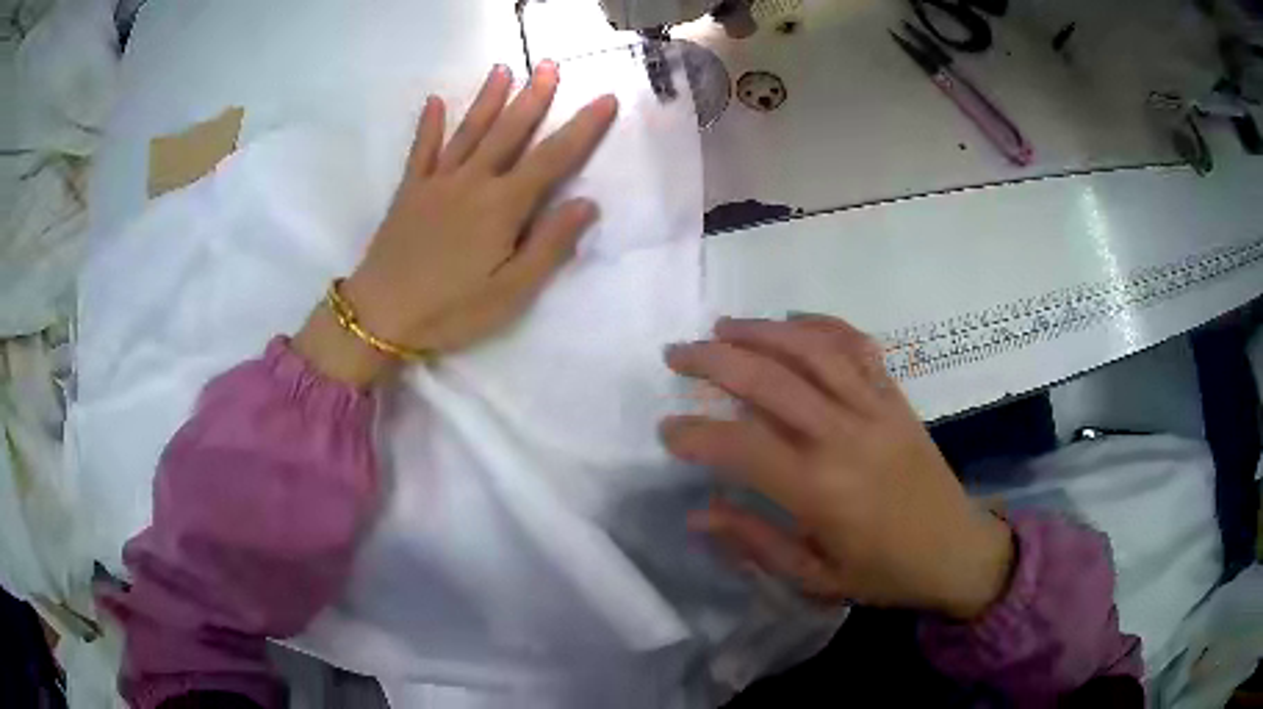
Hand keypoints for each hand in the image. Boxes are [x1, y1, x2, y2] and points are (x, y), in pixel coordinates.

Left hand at [295, 62, 618, 385]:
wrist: (380, 315)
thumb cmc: (451, 310)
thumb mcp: (512, 291)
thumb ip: (550, 245)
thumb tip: (587, 203)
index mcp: (503, 206)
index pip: (553, 158)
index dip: (583, 128)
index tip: (605, 98)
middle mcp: (473, 181)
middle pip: (510, 131)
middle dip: (534, 96)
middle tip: (551, 65)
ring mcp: (437, 182)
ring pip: (469, 131)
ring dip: (488, 98)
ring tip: (503, 69)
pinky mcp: (410, 191)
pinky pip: (421, 150)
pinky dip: (428, 125)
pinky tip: (433, 102)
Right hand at [661, 315, 1014, 620]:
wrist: (956, 551)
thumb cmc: (884, 573)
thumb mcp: (814, 578)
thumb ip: (755, 542)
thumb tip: (698, 514)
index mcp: (820, 490)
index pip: (741, 446)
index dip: (695, 434)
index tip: (667, 429)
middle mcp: (844, 437)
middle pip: (770, 380)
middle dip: (714, 360)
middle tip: (676, 354)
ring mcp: (875, 409)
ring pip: (812, 351)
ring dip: (761, 331)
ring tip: (722, 327)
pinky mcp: (896, 398)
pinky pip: (858, 347)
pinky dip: (822, 326)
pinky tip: (792, 322)